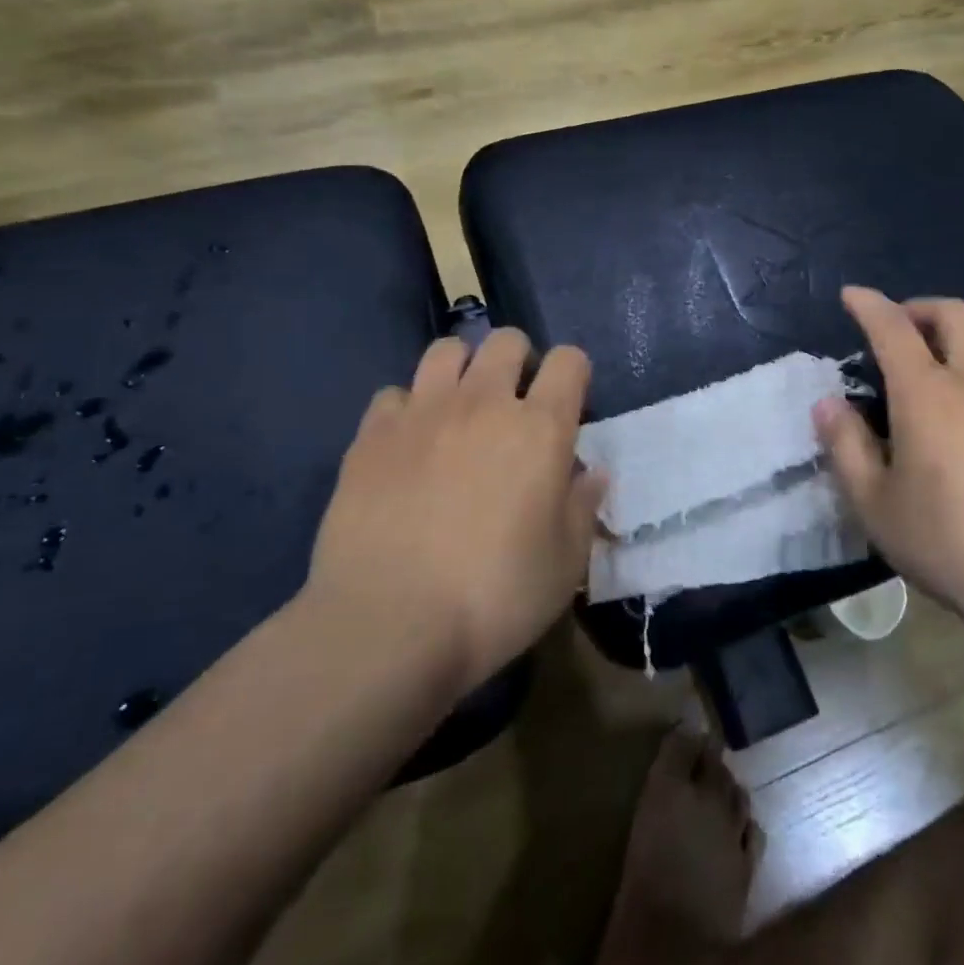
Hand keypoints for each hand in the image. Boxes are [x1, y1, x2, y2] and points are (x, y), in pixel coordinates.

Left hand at [304, 330, 605, 690]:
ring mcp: (422, 412)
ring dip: (462, 369)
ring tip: (460, 409)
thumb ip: (582, 507)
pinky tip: (408, 445)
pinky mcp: (371, 434)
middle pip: (506, 341)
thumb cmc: (495, 596)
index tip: (568, 405)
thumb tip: (592, 473)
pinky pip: (394, 394)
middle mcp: (484, 403)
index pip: (569, 361)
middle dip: (518, 360)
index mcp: (540, 428)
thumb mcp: (565, 564)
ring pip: (446, 351)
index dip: (574, 374)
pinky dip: (408, 409)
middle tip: (514, 404)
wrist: (389, 624)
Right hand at [813, 286, 963, 648]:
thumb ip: (845, 447)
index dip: (868, 305)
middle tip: (902, 328)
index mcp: (927, 393)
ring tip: (951, 358)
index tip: (852, 295)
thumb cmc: (950, 544)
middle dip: (921, 308)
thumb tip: (827, 403)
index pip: (892, 328)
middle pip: (955, 314)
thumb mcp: (876, 505)